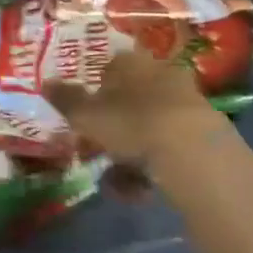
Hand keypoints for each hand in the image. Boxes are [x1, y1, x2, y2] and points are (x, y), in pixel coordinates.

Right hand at [44, 45, 219, 169]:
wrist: (194, 154)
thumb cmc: (131, 122)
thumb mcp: (86, 114)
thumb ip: (65, 99)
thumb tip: (46, 82)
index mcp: (131, 62)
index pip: (109, 66)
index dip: (94, 87)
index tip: (83, 111)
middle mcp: (161, 75)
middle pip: (129, 99)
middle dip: (111, 127)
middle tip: (95, 148)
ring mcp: (187, 104)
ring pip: (147, 127)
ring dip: (128, 154)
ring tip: (115, 180)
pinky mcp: (206, 135)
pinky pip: (167, 148)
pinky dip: (150, 168)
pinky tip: (138, 190)